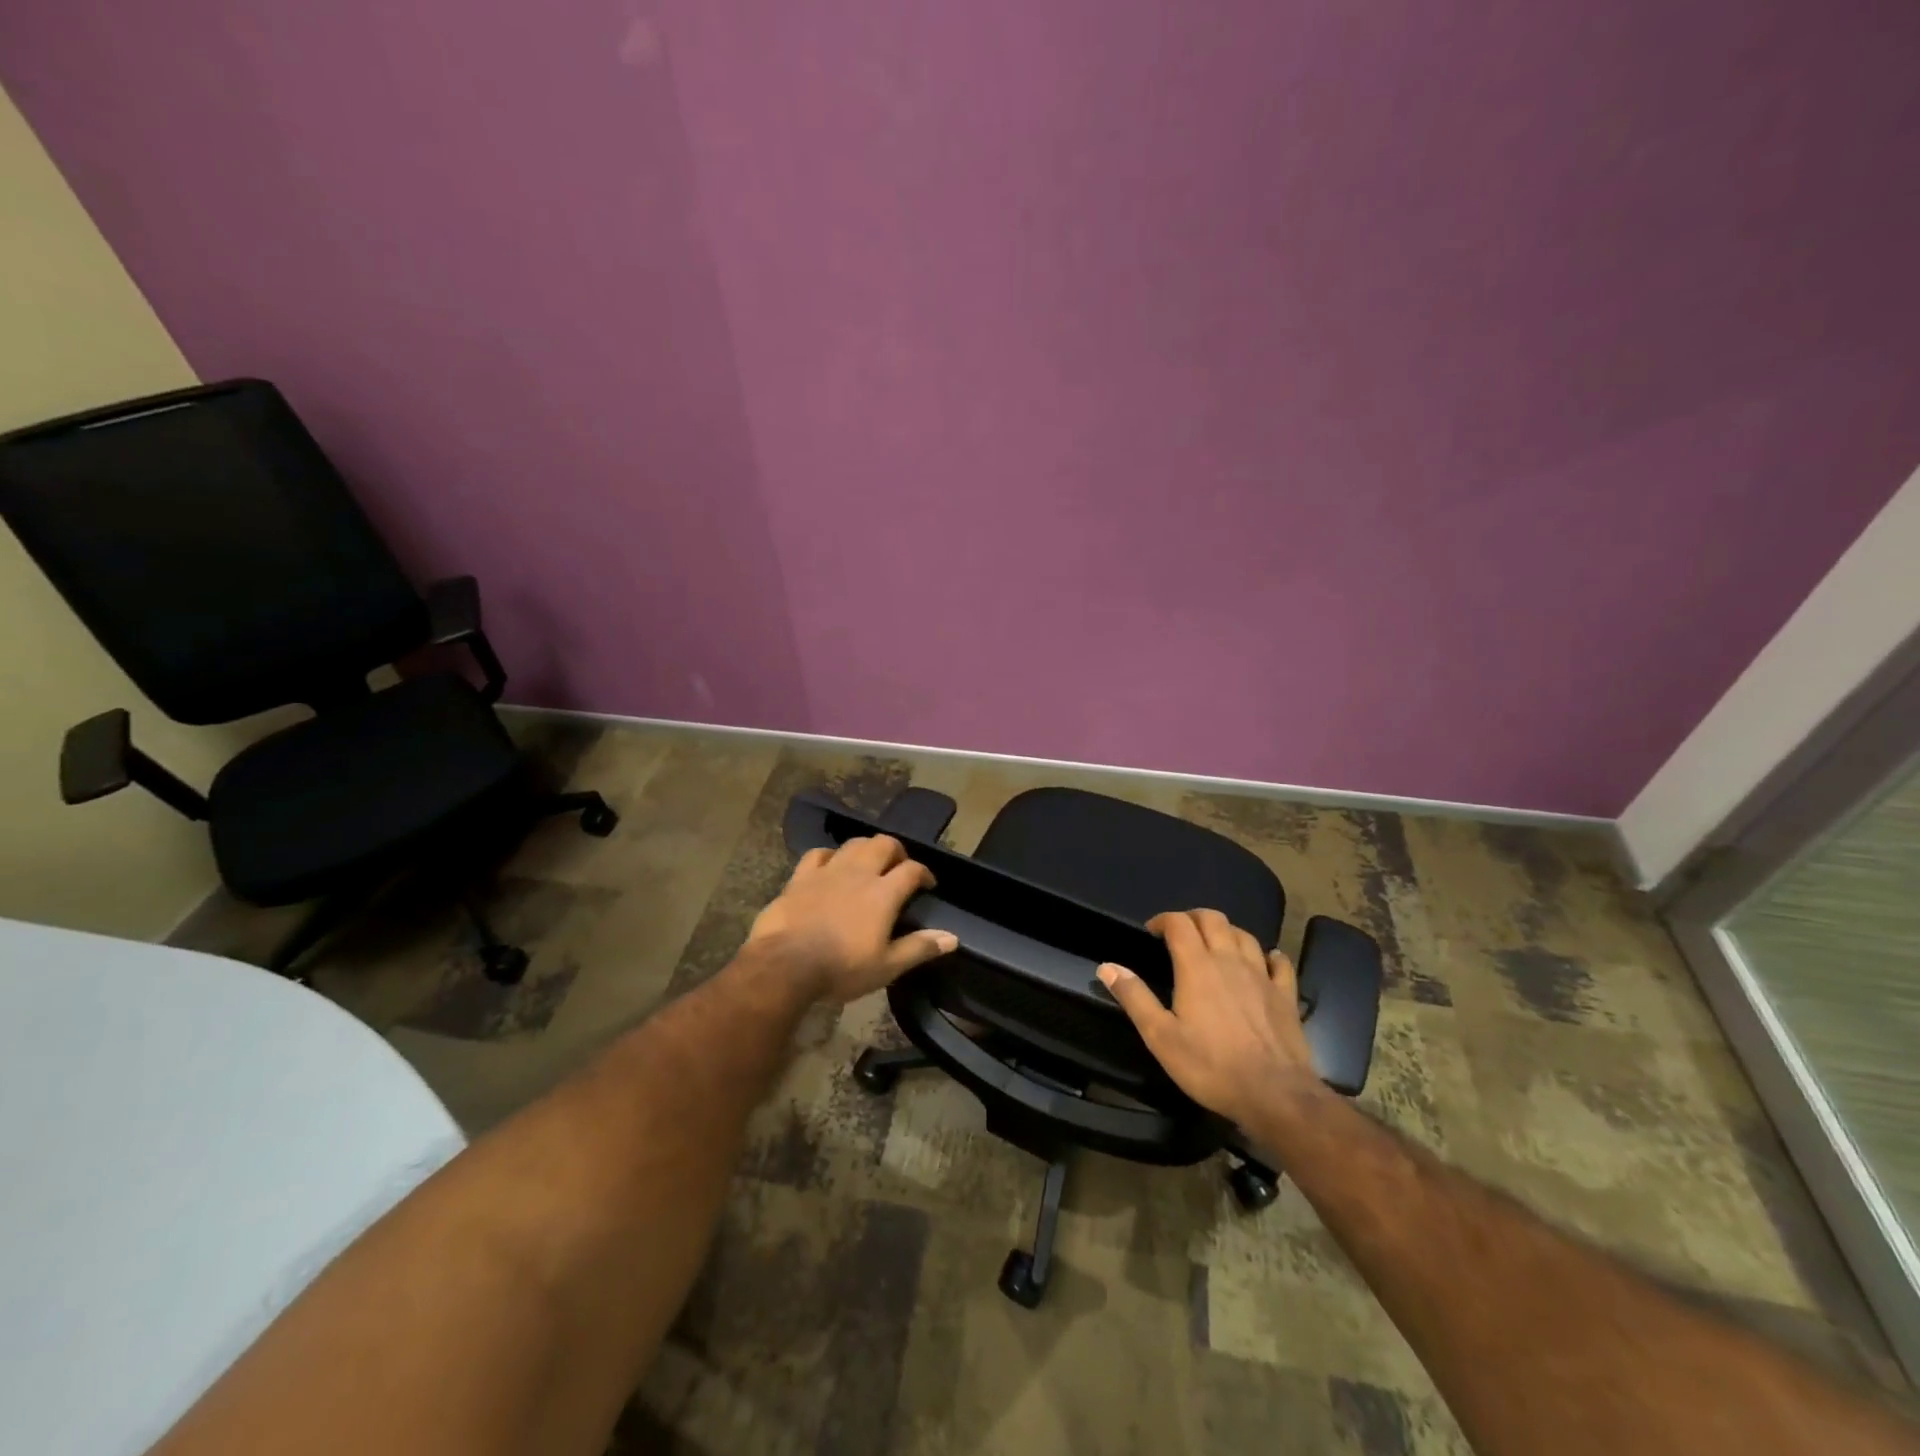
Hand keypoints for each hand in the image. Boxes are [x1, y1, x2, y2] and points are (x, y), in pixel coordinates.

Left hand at [745, 835, 956, 1004]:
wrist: (785, 964)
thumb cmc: (841, 968)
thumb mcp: (886, 966)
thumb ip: (919, 948)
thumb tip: (953, 938)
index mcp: (883, 893)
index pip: (912, 870)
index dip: (924, 873)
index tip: (928, 884)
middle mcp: (859, 873)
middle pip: (884, 844)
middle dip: (897, 851)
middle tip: (899, 866)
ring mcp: (828, 871)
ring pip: (854, 844)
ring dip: (866, 848)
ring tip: (869, 862)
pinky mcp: (800, 876)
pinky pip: (818, 854)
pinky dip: (830, 856)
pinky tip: (831, 865)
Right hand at [1097, 908, 1320, 1125]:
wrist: (1275, 1095)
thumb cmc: (1211, 1066)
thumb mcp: (1160, 1037)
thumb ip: (1134, 998)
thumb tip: (1107, 966)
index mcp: (1197, 967)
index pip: (1179, 923)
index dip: (1163, 920)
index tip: (1151, 932)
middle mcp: (1230, 961)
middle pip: (1213, 919)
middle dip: (1193, 918)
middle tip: (1179, 934)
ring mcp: (1262, 976)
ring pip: (1244, 935)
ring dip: (1226, 931)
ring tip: (1214, 945)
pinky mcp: (1286, 995)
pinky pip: (1279, 963)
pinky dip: (1268, 955)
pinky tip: (1265, 960)